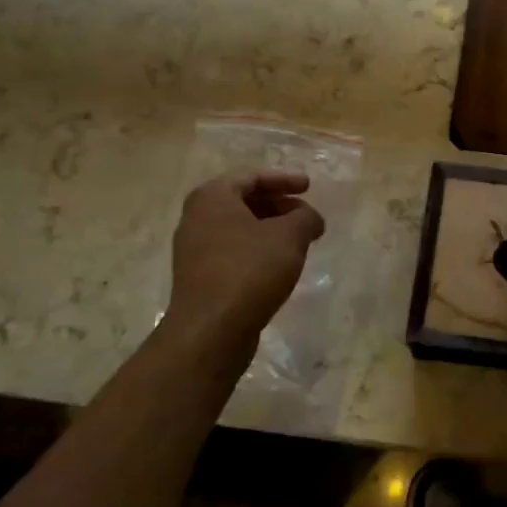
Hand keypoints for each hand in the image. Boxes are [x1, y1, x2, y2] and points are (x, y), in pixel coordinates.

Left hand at [168, 171, 325, 337]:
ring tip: (299, 241)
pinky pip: (233, 252)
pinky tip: (279, 265)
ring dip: (270, 230)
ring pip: (239, 228)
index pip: (252, 176)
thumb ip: (306, 217)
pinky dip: (258, 250)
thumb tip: (311, 219)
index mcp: (212, 197)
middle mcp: (196, 218)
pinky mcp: (199, 278)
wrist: (211, 330)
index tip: (309, 186)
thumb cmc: (250, 270)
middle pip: (244, 201)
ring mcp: (194, 250)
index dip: (284, 179)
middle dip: (279, 205)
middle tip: (306, 215)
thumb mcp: (290, 236)